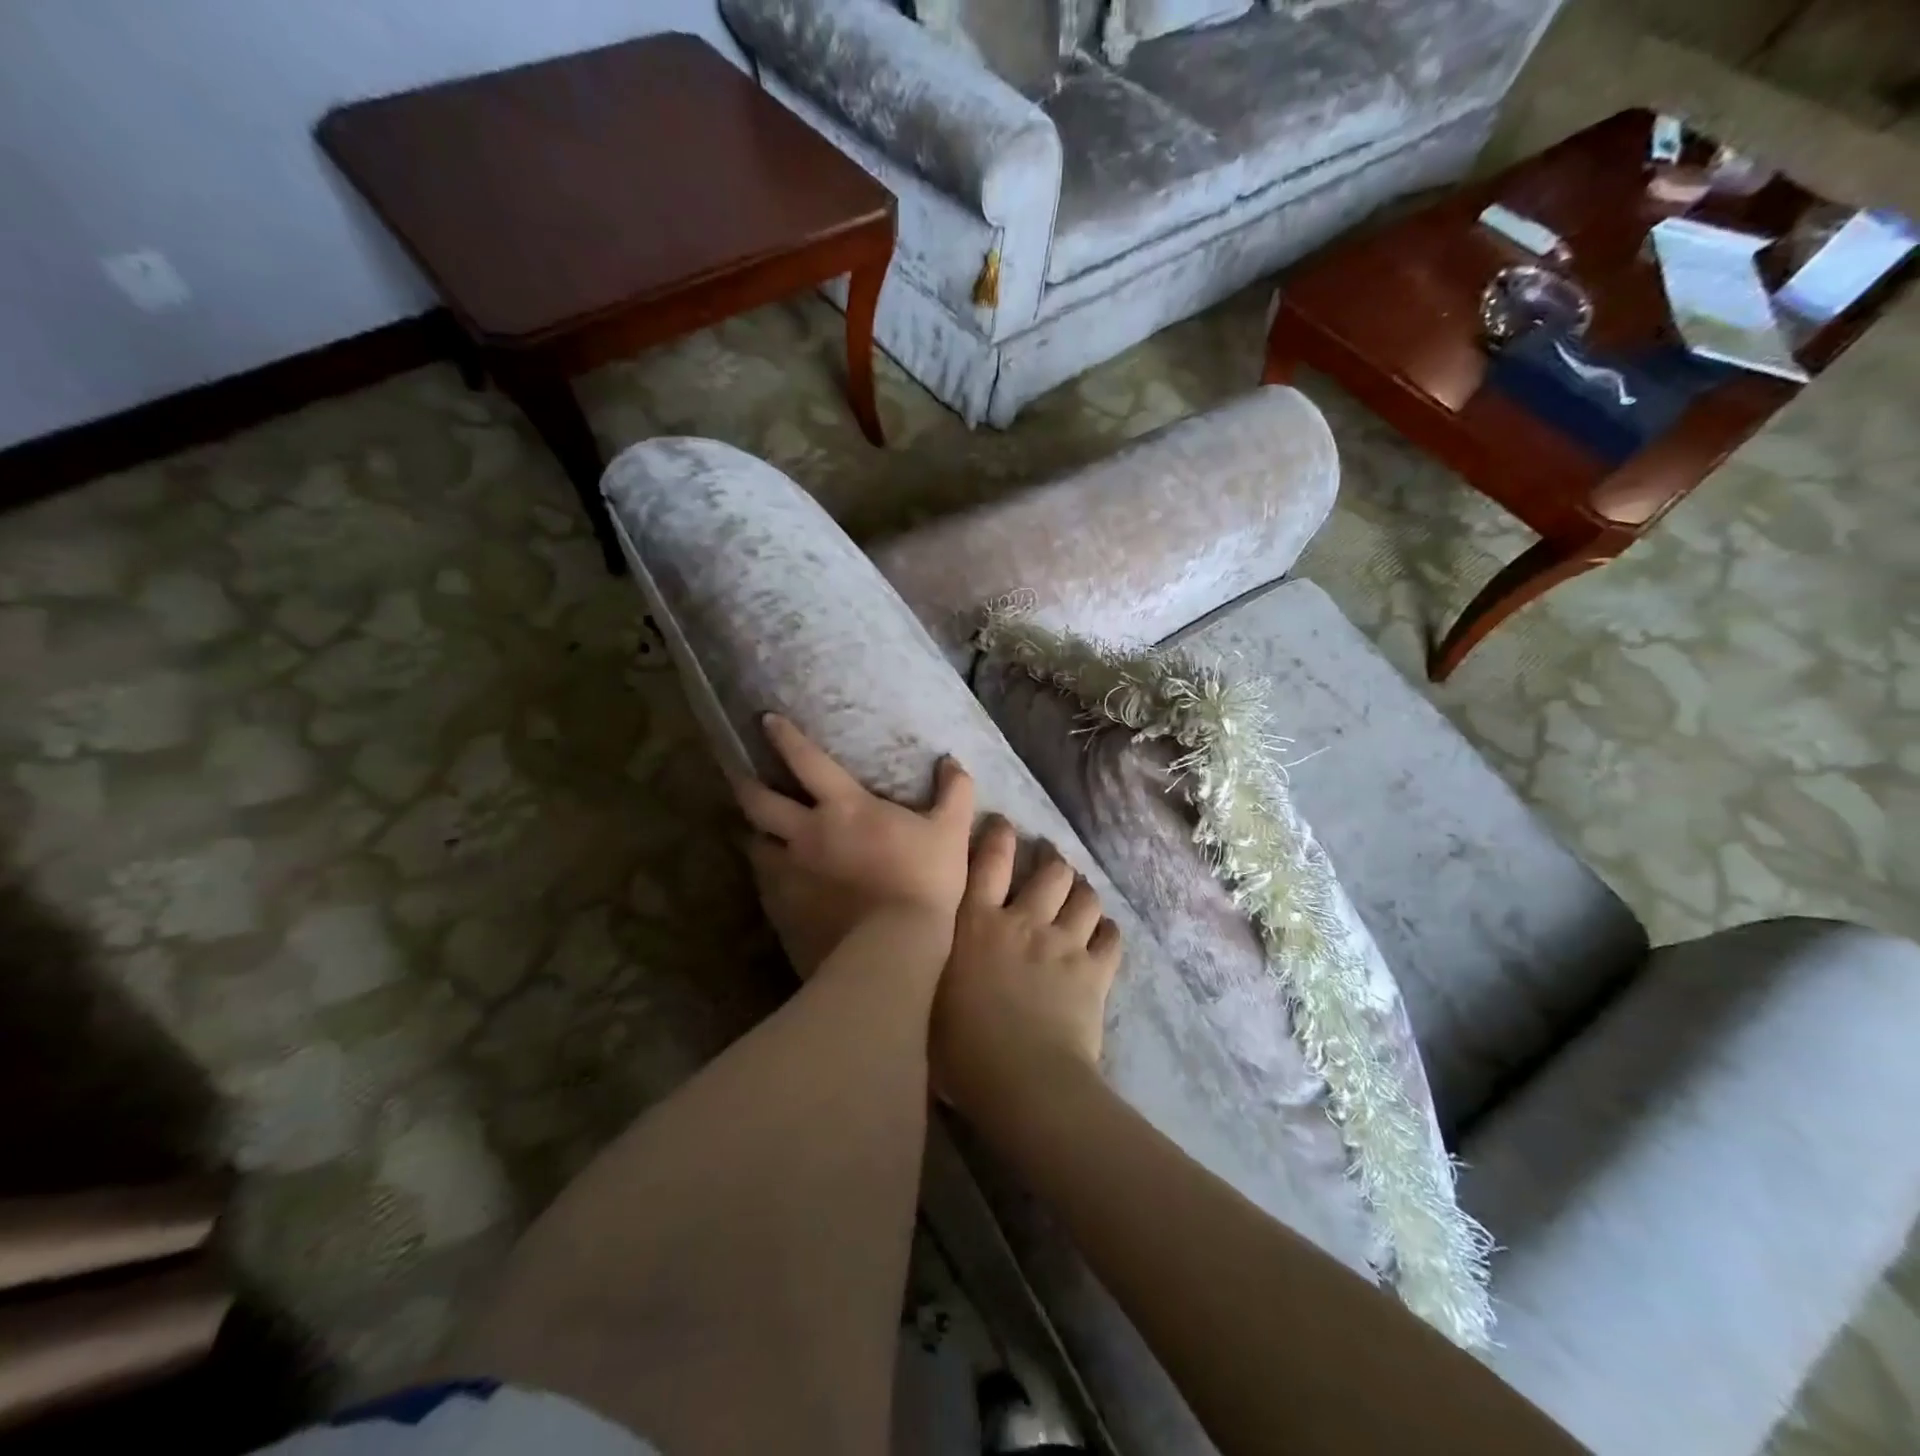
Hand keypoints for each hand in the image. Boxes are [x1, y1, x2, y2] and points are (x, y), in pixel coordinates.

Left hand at [738, 715, 974, 973]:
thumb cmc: (924, 882)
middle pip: (759, 801)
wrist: (892, 950)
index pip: (805, 760)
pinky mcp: (780, 911)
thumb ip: (954, 793)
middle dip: (745, 784)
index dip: (784, 737)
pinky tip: (777, 882)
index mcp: (843, 807)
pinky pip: (765, 886)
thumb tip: (951, 762)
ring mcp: (787, 874)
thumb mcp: (950, 832)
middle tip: (738, 776)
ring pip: (754, 845)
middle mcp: (804, 834)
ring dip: (755, 834)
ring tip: (757, 833)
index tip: (766, 720)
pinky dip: (768, 877)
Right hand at [933, 817, 1121, 1117]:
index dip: (998, 835)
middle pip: (1049, 872)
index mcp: (977, 923)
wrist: (1022, 1081)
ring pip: (1084, 898)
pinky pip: (1111, 938)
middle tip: (1051, 858)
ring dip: (1083, 890)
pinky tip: (1104, 933)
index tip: (1004, 823)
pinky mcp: (1094, 971)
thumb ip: (930, 963)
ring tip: (1080, 891)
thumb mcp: (926, 998)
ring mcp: (1064, 944)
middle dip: (1052, 859)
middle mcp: (1023, 921)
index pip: (988, 861)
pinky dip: (1108, 932)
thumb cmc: (960, 1048)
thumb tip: (923, 949)